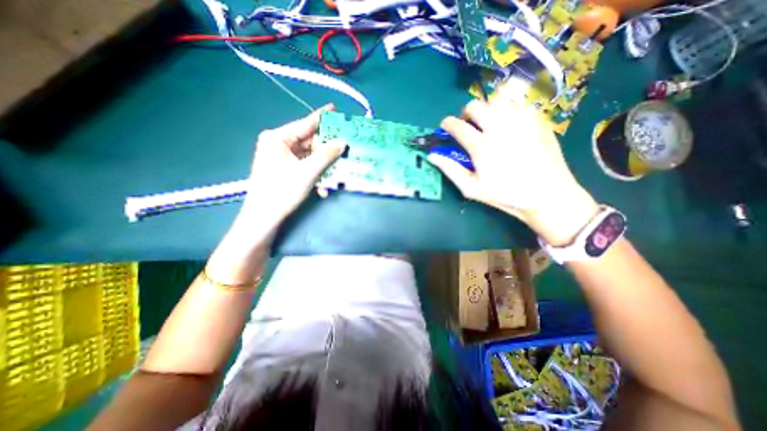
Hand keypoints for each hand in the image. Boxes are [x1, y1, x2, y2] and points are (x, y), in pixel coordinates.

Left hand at [240, 104, 345, 225]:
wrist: (264, 217)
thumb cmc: (282, 191)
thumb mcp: (308, 172)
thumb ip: (326, 155)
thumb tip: (342, 142)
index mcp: (278, 138)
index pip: (305, 124)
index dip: (322, 118)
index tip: (335, 109)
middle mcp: (279, 144)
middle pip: (309, 142)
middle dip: (327, 150)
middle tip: (344, 149)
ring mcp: (281, 158)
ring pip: (309, 156)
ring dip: (323, 166)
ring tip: (337, 172)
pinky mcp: (285, 169)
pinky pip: (305, 166)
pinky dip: (316, 175)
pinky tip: (323, 187)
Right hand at [431, 98, 597, 244]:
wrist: (548, 194)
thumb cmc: (505, 194)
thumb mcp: (472, 188)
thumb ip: (450, 169)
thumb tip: (432, 155)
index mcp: (481, 145)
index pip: (456, 125)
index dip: (447, 124)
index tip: (446, 127)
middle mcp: (499, 126)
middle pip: (475, 105)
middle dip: (466, 114)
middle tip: (469, 126)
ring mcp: (520, 119)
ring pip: (496, 101)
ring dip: (486, 110)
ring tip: (488, 124)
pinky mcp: (537, 119)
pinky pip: (517, 104)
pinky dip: (507, 111)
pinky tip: (509, 125)